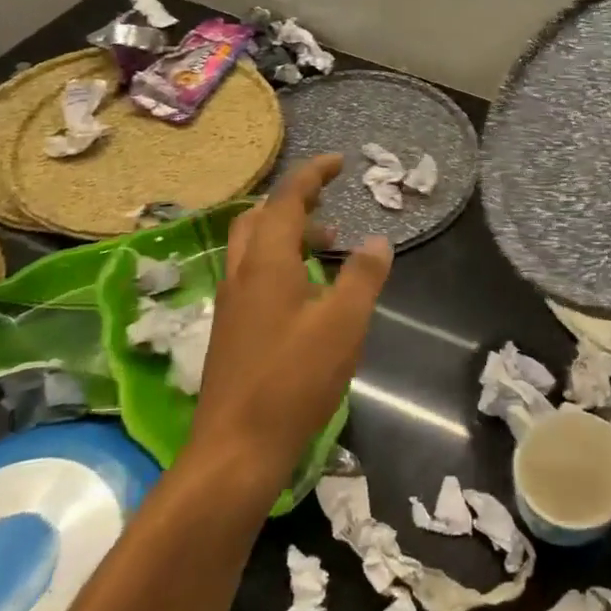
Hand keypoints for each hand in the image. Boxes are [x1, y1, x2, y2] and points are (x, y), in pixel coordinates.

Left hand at [187, 154, 392, 479]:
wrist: (236, 449)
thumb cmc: (293, 380)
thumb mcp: (343, 324)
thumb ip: (363, 277)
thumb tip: (378, 241)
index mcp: (267, 264)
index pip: (287, 201)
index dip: (313, 175)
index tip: (339, 162)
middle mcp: (242, 275)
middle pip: (260, 218)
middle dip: (295, 202)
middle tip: (330, 204)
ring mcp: (232, 304)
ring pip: (254, 248)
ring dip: (288, 234)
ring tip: (328, 245)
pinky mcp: (232, 331)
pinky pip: (254, 276)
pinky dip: (280, 263)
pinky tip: (307, 293)